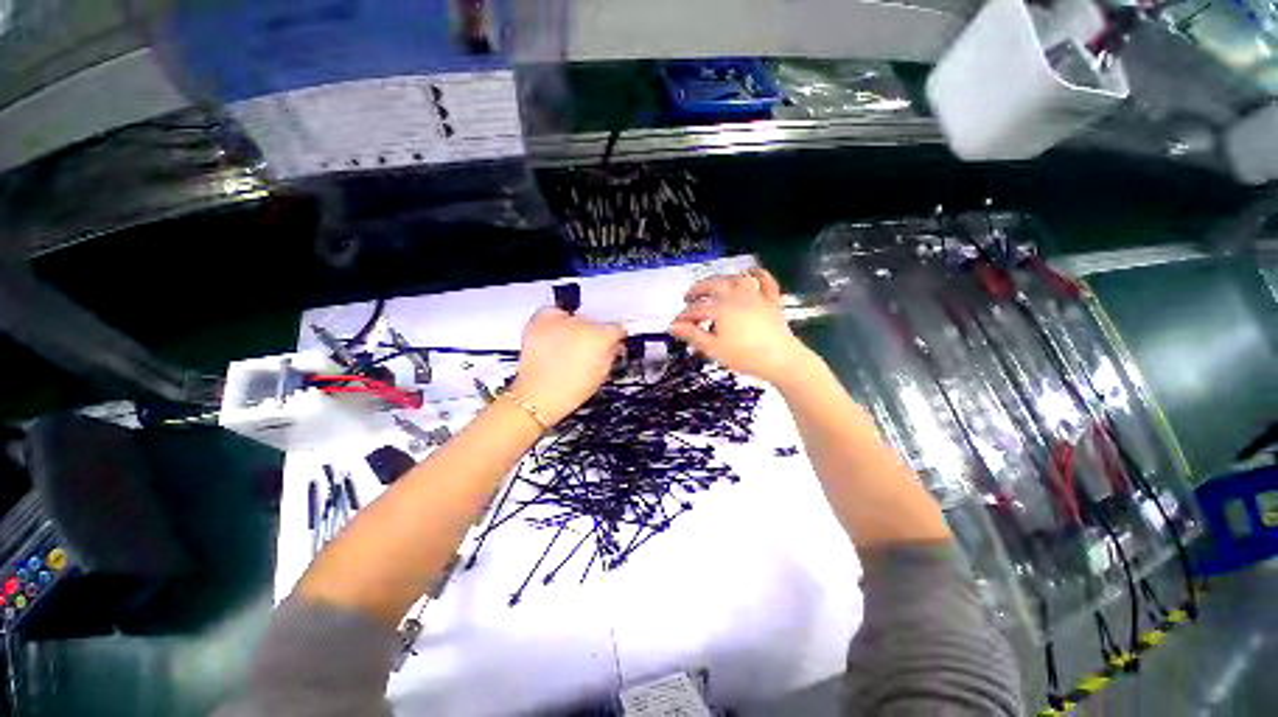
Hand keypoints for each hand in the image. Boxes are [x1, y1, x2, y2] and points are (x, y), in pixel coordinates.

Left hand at [511, 308, 625, 425]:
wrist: (537, 396)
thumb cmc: (570, 390)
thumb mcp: (602, 374)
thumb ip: (611, 354)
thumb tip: (614, 345)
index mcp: (600, 337)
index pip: (616, 328)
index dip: (615, 338)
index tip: (612, 342)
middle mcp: (581, 324)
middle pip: (595, 322)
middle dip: (594, 334)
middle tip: (586, 350)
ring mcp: (559, 321)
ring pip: (575, 316)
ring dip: (575, 327)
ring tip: (567, 346)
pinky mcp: (540, 320)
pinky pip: (553, 313)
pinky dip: (555, 322)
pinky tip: (555, 337)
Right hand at [669, 268, 813, 384]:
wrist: (781, 360)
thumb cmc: (744, 356)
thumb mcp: (713, 348)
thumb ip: (693, 335)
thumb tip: (673, 327)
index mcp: (721, 308)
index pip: (696, 310)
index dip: (683, 317)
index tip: (674, 325)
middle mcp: (736, 296)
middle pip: (713, 286)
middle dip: (698, 290)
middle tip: (688, 297)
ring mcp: (756, 296)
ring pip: (737, 279)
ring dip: (723, 280)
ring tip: (714, 285)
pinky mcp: (772, 301)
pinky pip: (767, 282)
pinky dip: (760, 275)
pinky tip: (753, 272)